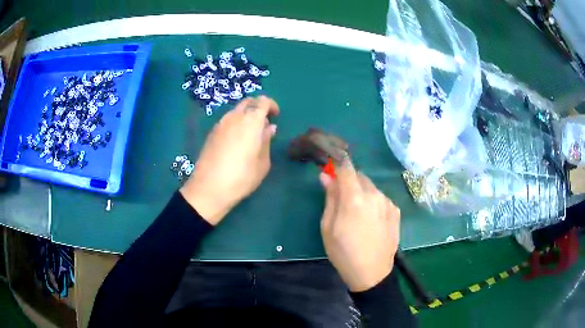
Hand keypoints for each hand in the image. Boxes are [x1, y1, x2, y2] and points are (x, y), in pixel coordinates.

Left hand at [180, 96, 279, 224]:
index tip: (275, 116)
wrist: (209, 188)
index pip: (262, 101)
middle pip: (248, 102)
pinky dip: (235, 123)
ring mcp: (220, 124)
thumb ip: (267, 141)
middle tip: (264, 123)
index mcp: (251, 121)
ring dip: (246, 115)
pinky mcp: (211, 133)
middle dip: (258, 107)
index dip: (271, 105)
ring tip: (250, 134)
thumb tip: (269, 127)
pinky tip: (236, 140)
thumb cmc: (242, 177)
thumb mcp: (262, 163)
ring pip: (236, 111)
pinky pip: (227, 120)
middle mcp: (234, 117)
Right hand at [319, 158, 400, 291]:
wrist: (372, 273)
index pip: (346, 167)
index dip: (337, 163)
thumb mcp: (328, 227)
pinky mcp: (396, 211)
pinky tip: (371, 220)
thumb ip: (330, 198)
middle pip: (359, 176)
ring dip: (362, 192)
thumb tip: (326, 176)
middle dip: (349, 181)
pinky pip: (381, 198)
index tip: (331, 166)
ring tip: (357, 214)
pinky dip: (373, 202)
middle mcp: (374, 195)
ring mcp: (388, 202)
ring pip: (371, 187)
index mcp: (354, 198)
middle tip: (341, 200)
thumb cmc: (343, 253)